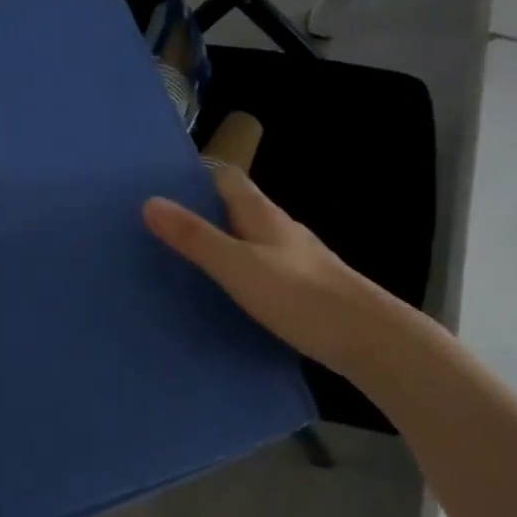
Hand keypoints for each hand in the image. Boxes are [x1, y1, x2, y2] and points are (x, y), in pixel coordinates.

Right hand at [142, 167, 412, 378]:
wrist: (366, 338)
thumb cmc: (300, 296)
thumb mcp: (238, 266)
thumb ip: (196, 238)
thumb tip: (150, 203)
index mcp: (263, 214)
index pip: (226, 178)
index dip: (194, 178)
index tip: (158, 191)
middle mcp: (279, 229)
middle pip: (235, 209)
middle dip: (200, 214)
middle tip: (157, 232)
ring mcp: (293, 259)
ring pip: (247, 241)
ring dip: (218, 245)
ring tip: (179, 263)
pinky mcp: (301, 288)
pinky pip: (259, 269)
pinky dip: (236, 273)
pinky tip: (221, 296)